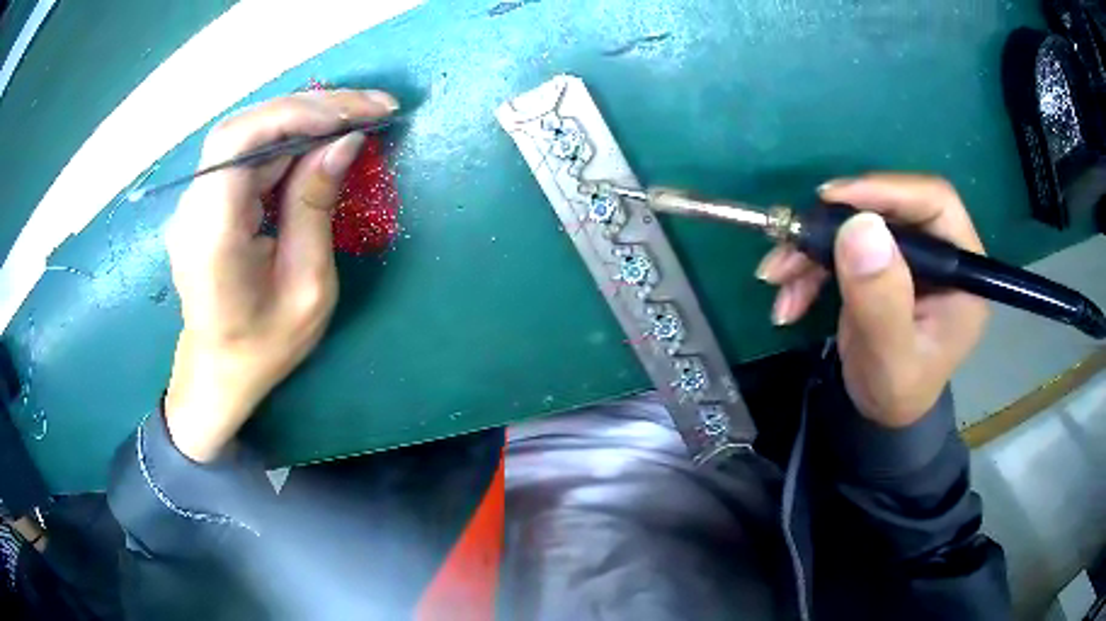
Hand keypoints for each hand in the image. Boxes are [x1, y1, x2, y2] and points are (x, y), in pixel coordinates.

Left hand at [164, 90, 398, 461]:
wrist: (219, 372)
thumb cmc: (264, 345)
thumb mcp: (307, 288)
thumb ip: (316, 208)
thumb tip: (345, 142)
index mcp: (212, 234)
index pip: (239, 141)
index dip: (297, 113)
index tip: (357, 115)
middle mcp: (194, 207)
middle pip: (245, 128)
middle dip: (312, 108)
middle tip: (372, 107)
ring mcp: (195, 200)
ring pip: (248, 134)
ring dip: (304, 118)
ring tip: (357, 117)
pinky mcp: (206, 199)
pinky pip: (247, 154)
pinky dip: (288, 138)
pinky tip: (321, 139)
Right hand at [756, 174, 988, 426]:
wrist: (882, 415)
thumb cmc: (897, 394)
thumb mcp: (892, 359)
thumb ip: (882, 301)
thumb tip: (861, 227)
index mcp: (962, 271)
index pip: (934, 202)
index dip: (887, 190)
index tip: (833, 199)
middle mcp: (938, 253)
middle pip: (889, 207)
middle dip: (834, 224)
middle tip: (792, 240)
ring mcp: (908, 257)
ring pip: (858, 225)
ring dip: (812, 248)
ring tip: (776, 277)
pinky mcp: (881, 264)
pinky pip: (842, 246)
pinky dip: (809, 267)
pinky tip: (787, 296)